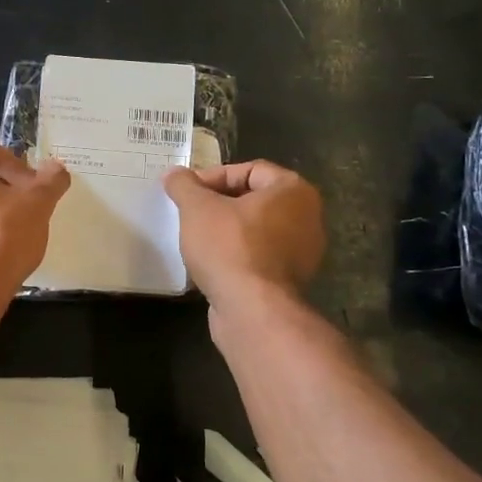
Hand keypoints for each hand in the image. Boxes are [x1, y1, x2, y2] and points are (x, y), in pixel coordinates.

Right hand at [162, 160, 324, 306]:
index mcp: (294, 191)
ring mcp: (302, 252)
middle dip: (219, 204)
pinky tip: (211, 263)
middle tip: (189, 212)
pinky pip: (258, 256)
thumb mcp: (197, 208)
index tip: (188, 192)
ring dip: (226, 230)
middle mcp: (307, 217)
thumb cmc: (229, 247)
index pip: (250, 170)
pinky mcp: (289, 281)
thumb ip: (184, 185)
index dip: (214, 176)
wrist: (252, 311)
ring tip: (196, 237)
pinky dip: (236, 255)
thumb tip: (174, 174)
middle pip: (254, 199)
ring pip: (256, 229)